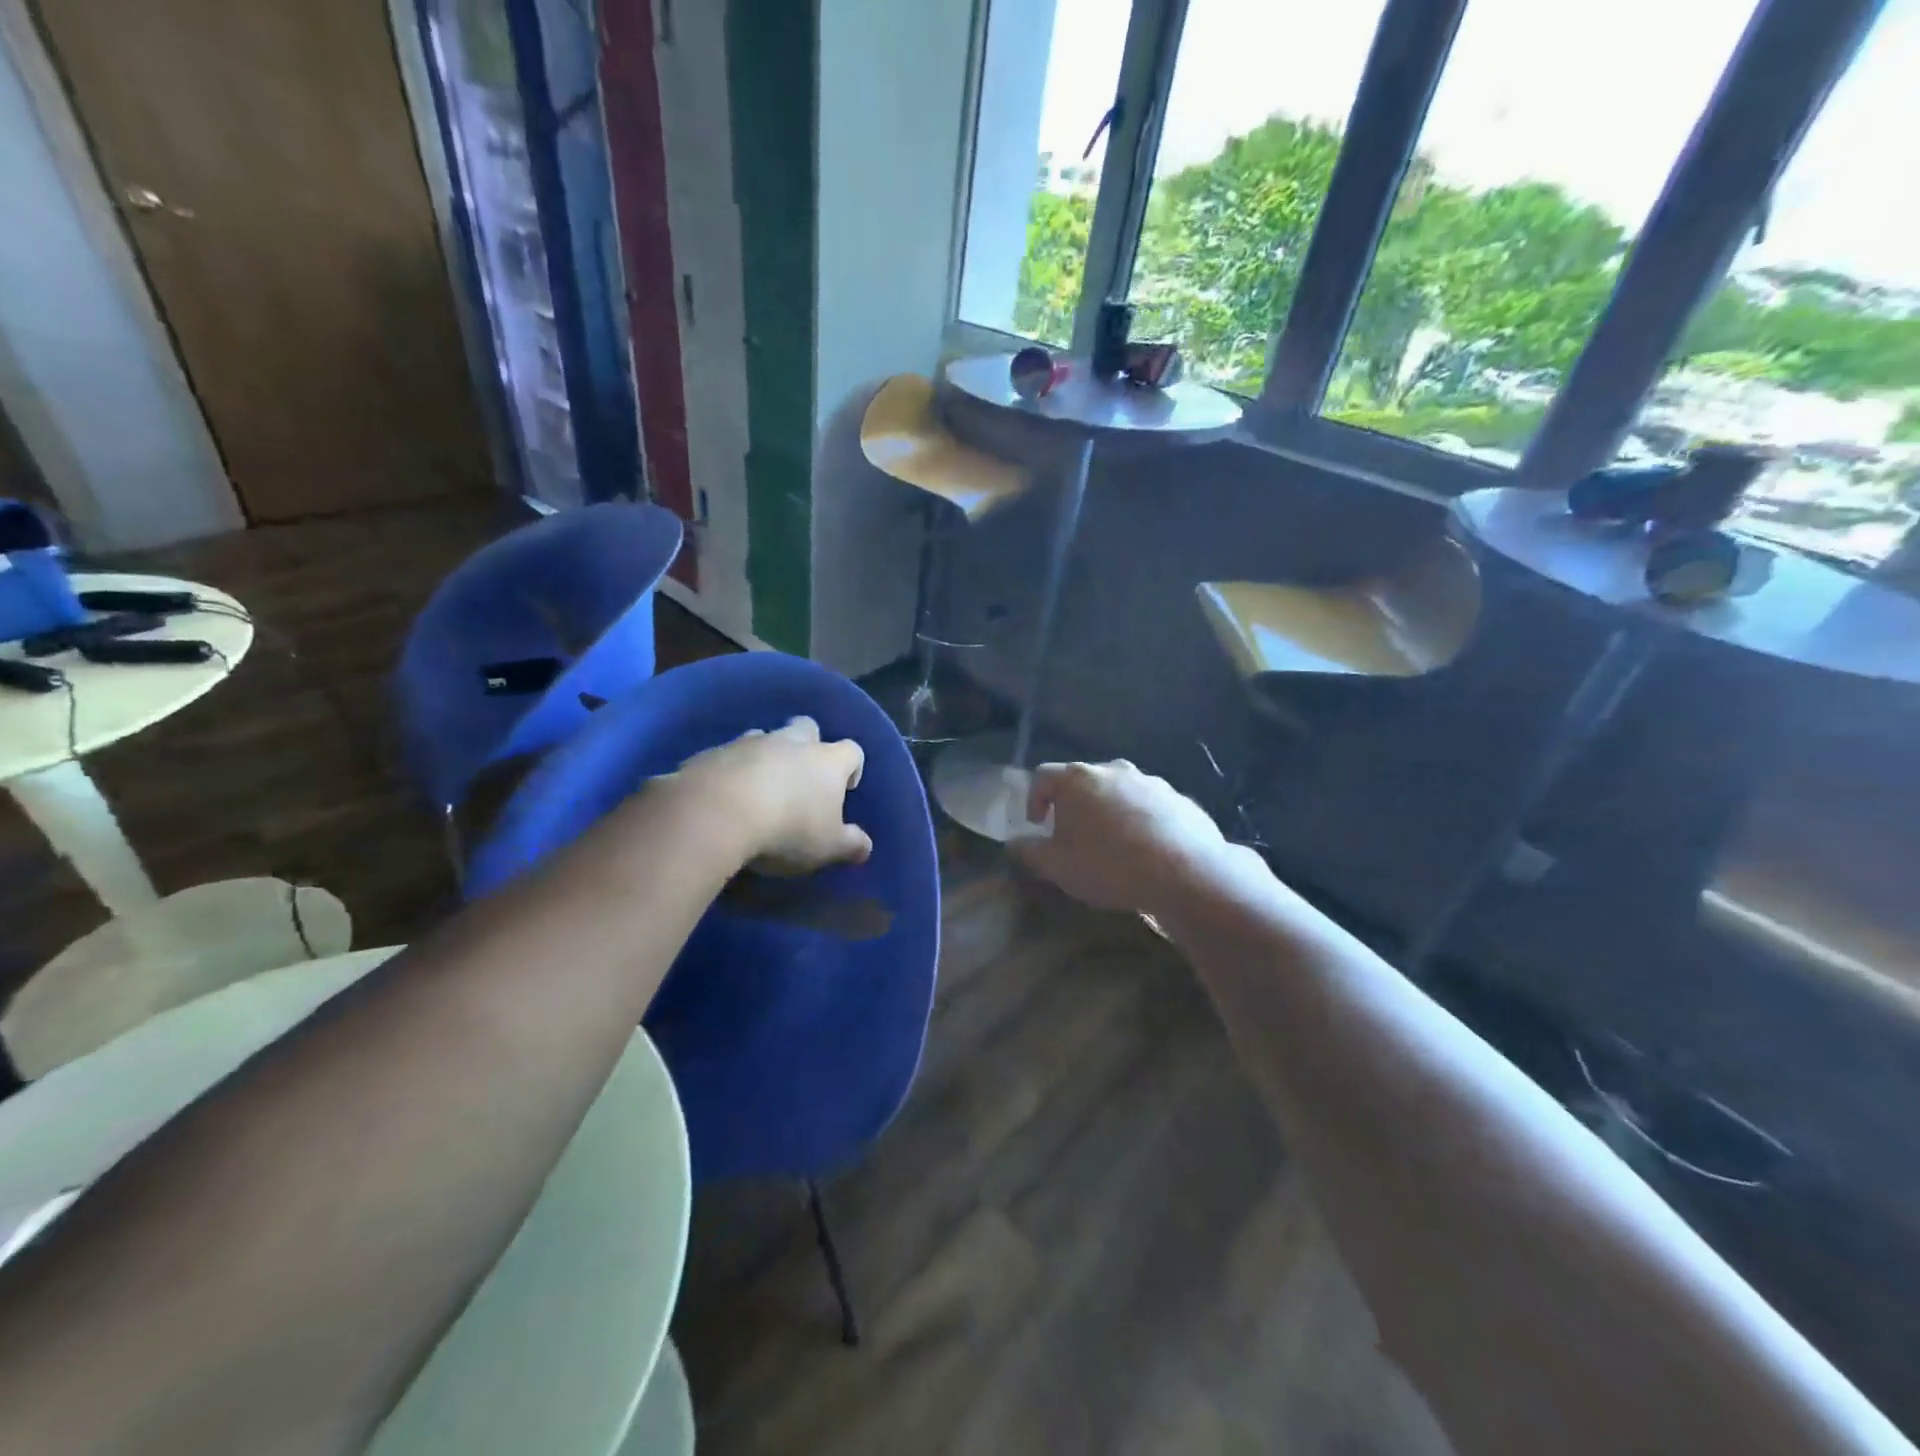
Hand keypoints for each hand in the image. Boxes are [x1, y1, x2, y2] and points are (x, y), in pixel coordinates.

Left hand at [673, 716, 870, 874]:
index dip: (852, 767)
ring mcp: (750, 743)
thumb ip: (850, 845)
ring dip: (767, 755)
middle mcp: (791, 742)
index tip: (846, 789)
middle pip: (807, 727)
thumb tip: (865, 847)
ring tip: (761, 787)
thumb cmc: (787, 829)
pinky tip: (726, 796)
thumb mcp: (828, 847)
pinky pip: (729, 755)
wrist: (716, 813)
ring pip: (765, 737)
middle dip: (808, 745)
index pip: (852, 750)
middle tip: (802, 778)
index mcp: (827, 761)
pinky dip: (733, 769)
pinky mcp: (713, 752)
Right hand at [1011, 760, 1229, 915]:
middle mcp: (1113, 770)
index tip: (1037, 826)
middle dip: (1073, 806)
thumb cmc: (1108, 865)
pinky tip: (1146, 851)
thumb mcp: (1057, 866)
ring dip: (1109, 812)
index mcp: (1077, 779)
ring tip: (1112, 845)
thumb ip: (1029, 852)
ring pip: (1119, 792)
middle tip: (1073, 836)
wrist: (1186, 872)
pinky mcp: (1180, 799)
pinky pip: (1150, 806)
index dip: (1034, 799)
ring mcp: (1150, 782)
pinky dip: (1141, 821)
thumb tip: (1014, 844)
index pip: (1042, 776)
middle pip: (1083, 781)